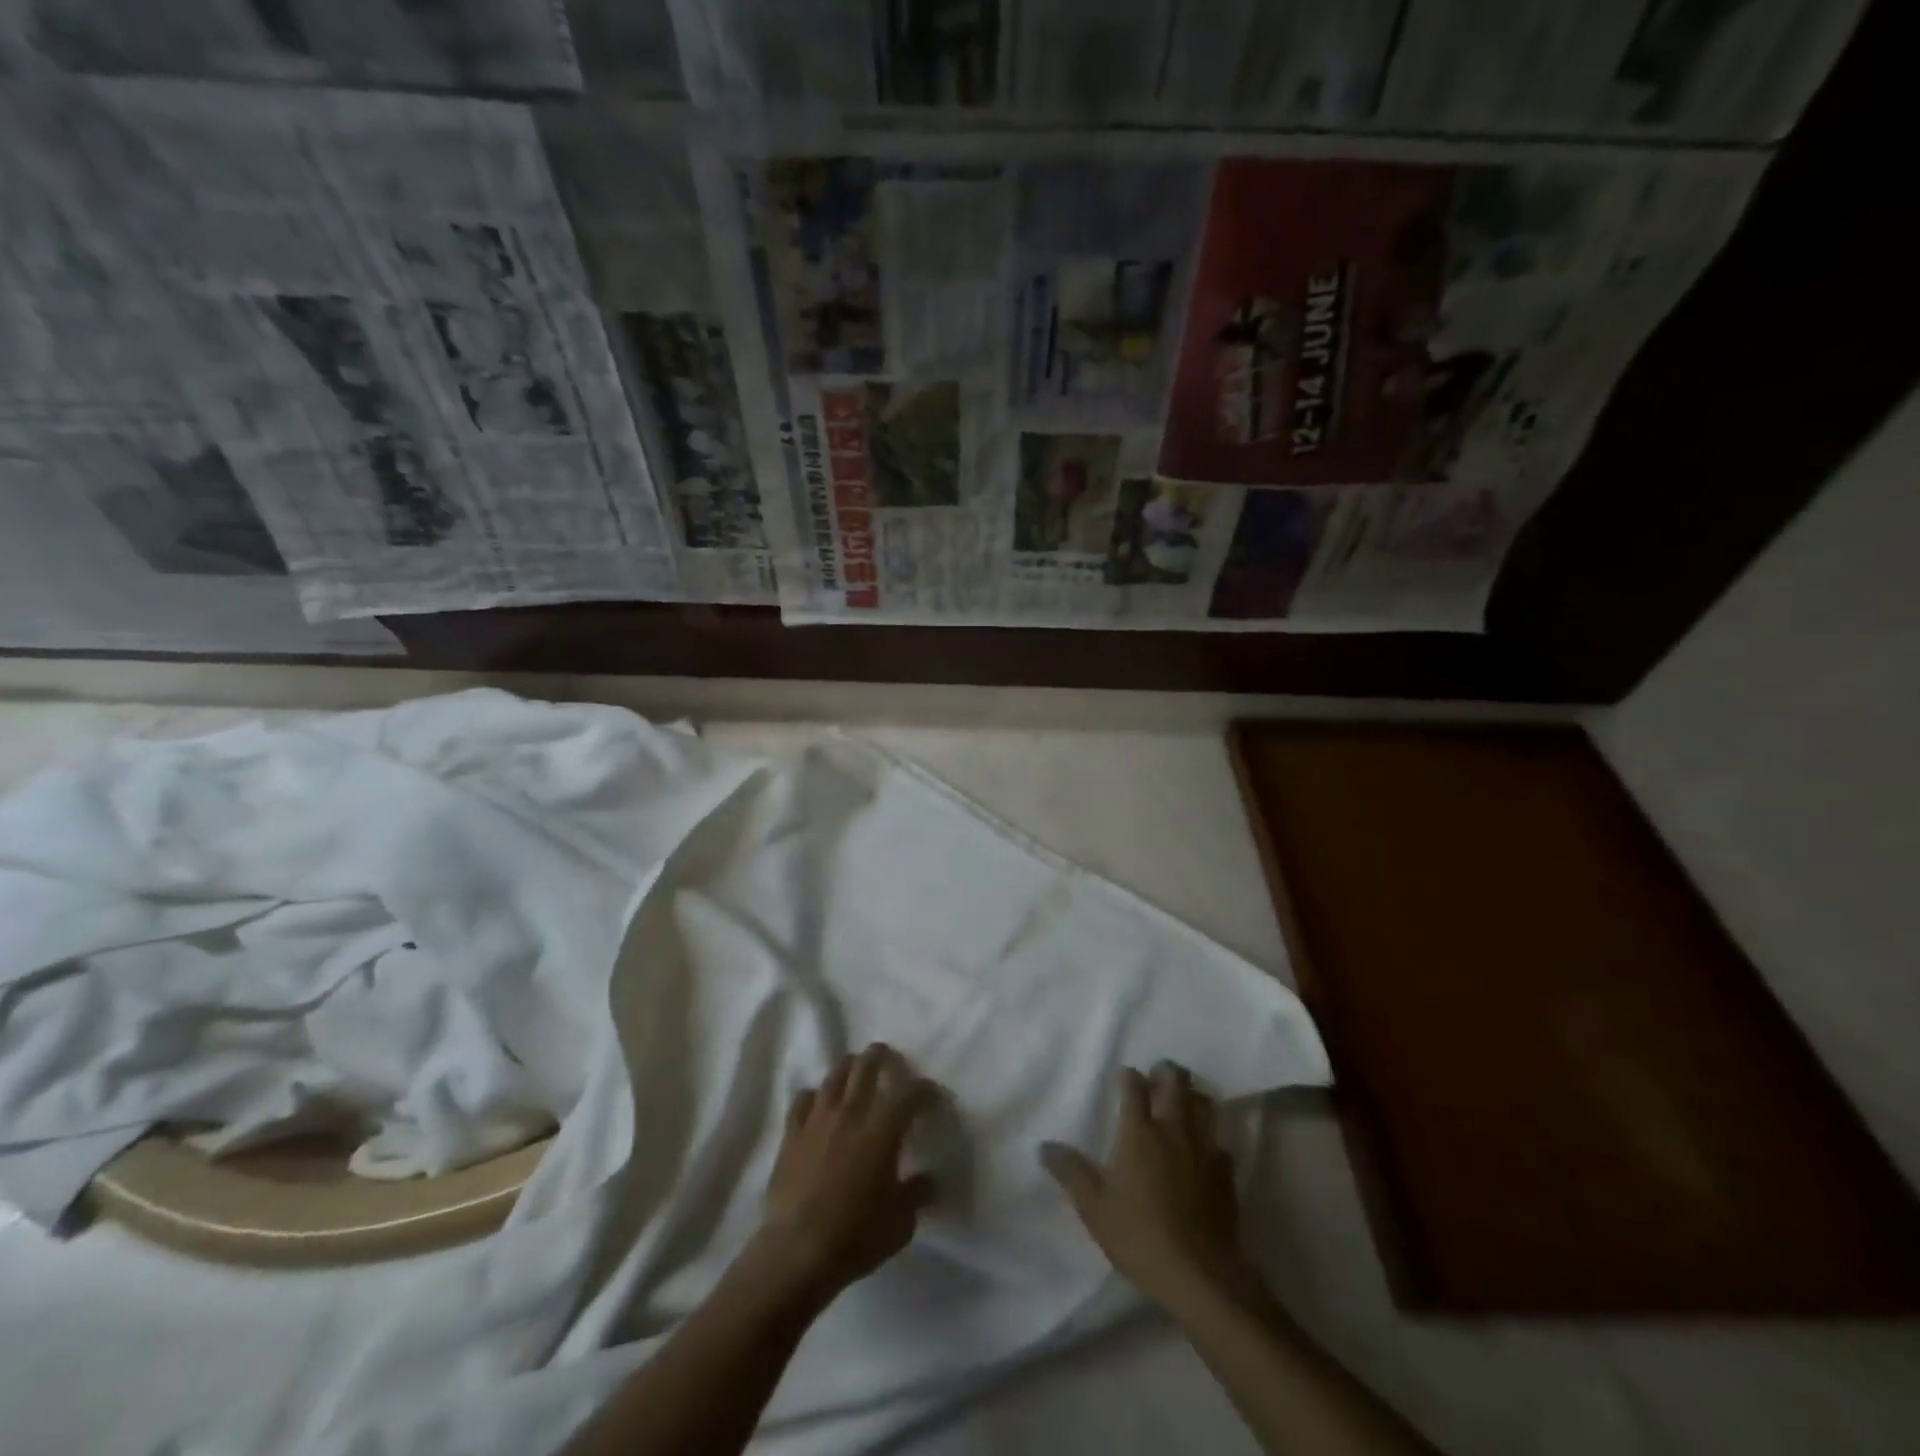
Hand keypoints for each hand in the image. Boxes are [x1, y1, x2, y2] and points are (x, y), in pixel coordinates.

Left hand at [753, 1044, 939, 1303]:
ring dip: (850, 1068)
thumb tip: (929, 1180)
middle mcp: (851, 1113)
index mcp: (882, 1130)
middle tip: (891, 1061)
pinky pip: (803, 1099)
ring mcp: (818, 1120)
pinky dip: (815, 1096)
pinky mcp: (792, 1134)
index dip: (925, 1089)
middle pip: (867, 1065)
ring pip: (835, 1074)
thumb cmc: (855, 1237)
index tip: (933, 1096)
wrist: (796, 1253)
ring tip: (857, 1072)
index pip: (910, 1092)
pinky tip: (820, 1104)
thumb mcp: (900, 1223)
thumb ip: (917, 1194)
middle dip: (883, 1057)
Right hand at [1042, 1061, 1245, 1307]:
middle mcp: (1173, 1128)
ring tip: (1181, 1107)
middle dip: (1166, 1072)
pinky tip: (1203, 1152)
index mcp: (1139, 1131)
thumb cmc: (1139, 1235)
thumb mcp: (1094, 1207)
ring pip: (1205, 1102)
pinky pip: (1220, 1140)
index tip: (1122, 1081)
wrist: (1199, 1275)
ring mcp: (1204, 1148)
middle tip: (1156, 1083)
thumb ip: (1071, 1172)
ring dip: (1192, 1097)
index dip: (1127, 1076)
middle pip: (1176, 1079)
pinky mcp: (1226, 1172)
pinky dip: (1211, 1137)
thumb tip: (1045, 1146)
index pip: (1134, 1084)